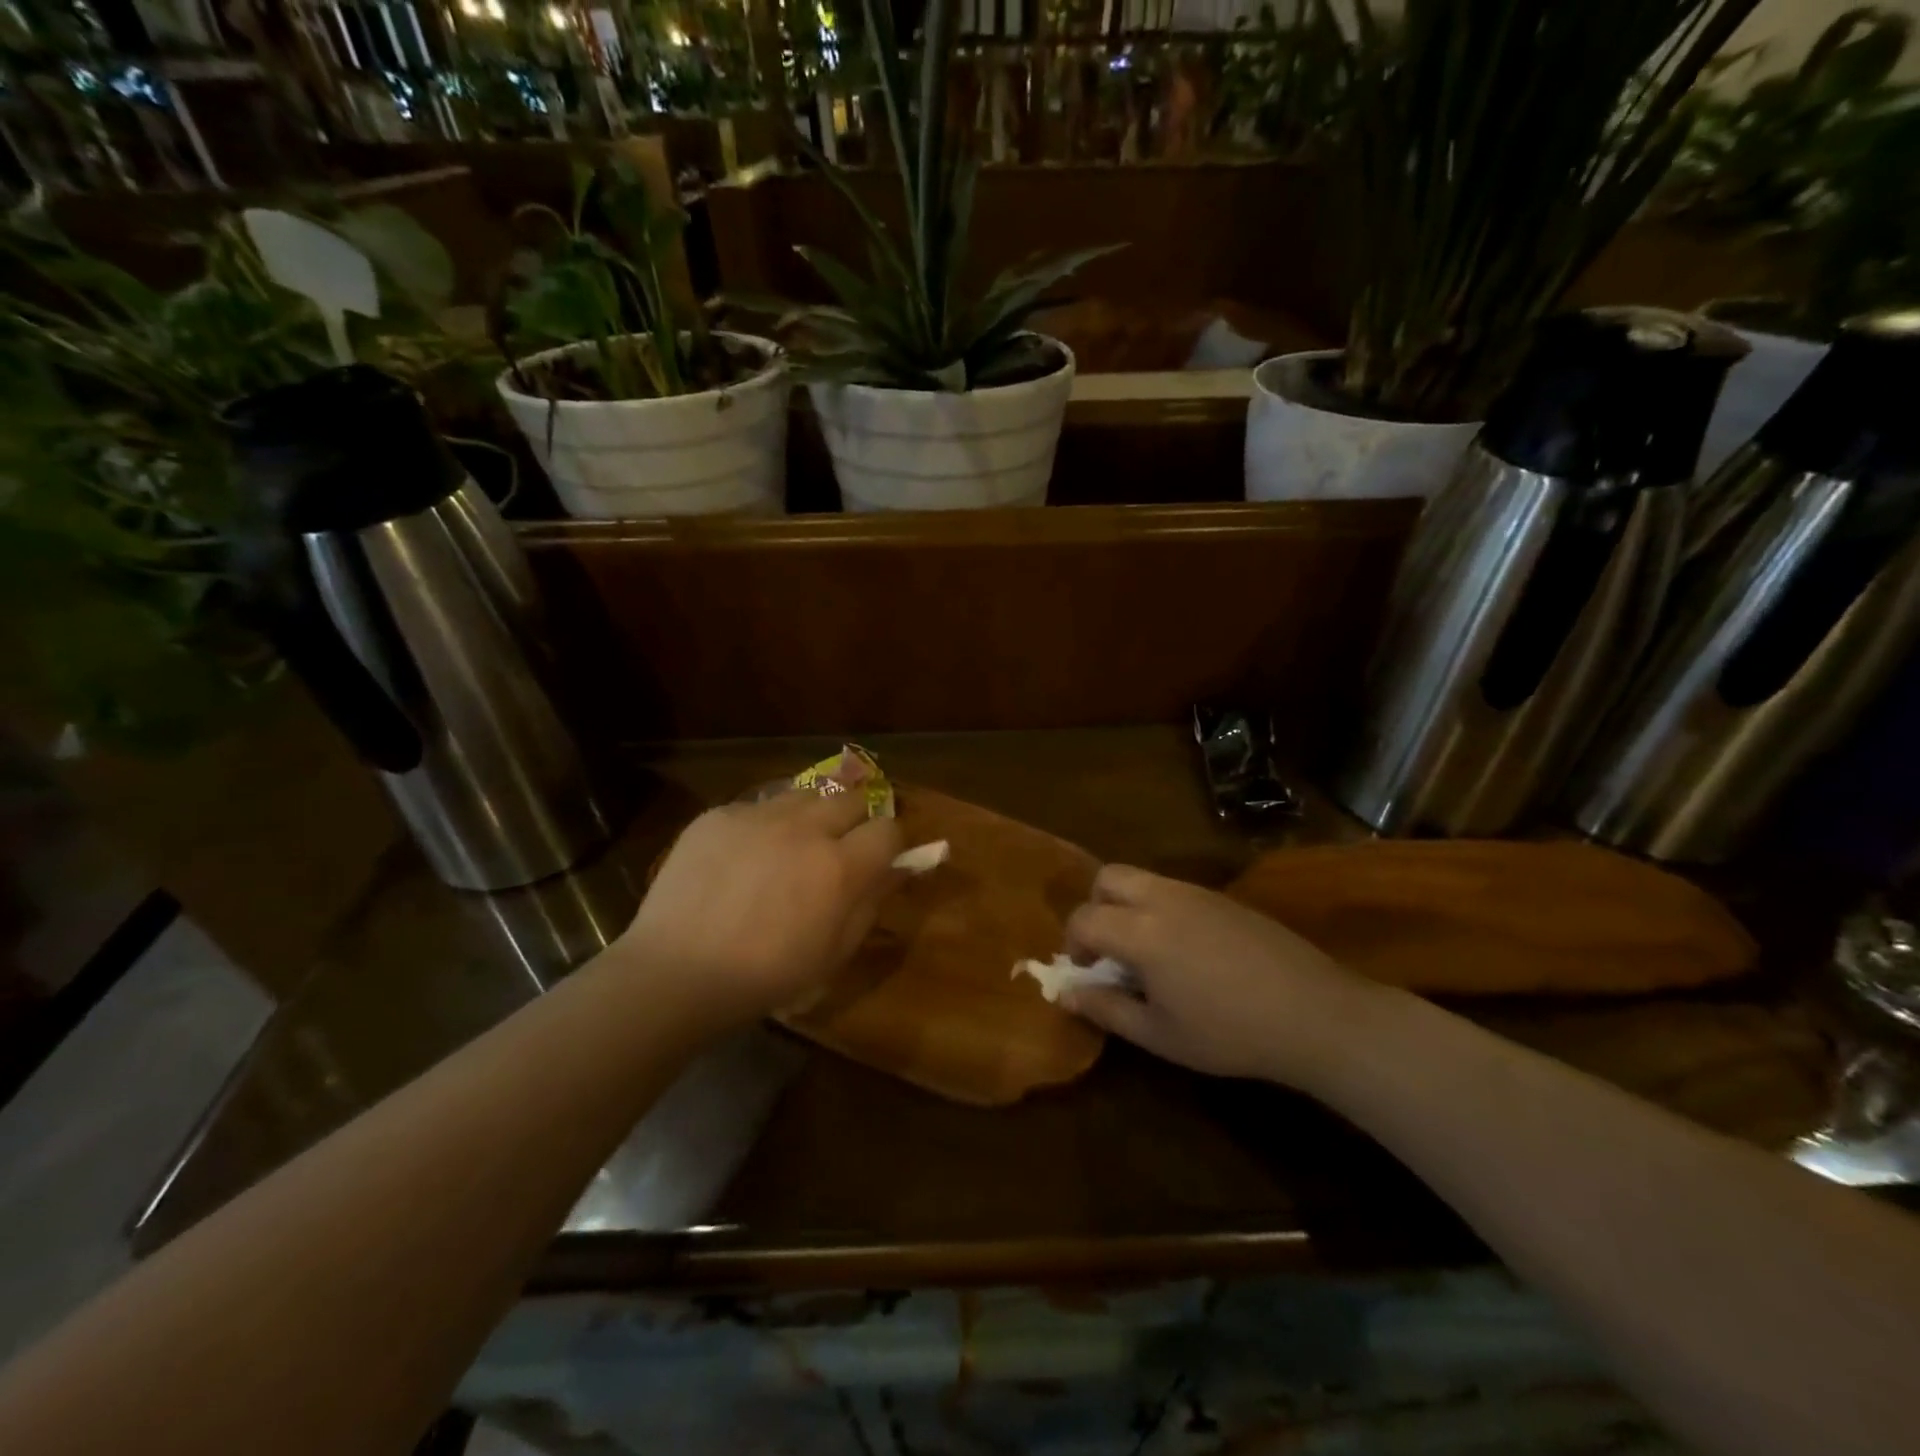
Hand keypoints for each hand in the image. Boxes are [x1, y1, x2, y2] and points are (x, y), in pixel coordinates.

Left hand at [618, 790, 903, 1028]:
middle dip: (856, 819)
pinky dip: (765, 824)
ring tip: (793, 845)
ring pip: (805, 794)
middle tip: (839, 847)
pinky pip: (758, 806)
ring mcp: (758, 815)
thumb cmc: (766, 976)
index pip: (888, 828)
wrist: (676, 972)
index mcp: (839, 866)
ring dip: (812, 815)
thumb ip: (872, 901)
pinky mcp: (720, 814)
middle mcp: (804, 828)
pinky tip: (746, 856)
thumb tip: (899, 867)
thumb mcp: (834, 952)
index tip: (878, 859)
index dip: (889, 843)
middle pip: (851, 797)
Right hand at [1062, 864, 1394, 1087]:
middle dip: (1096, 907)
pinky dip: (1161, 909)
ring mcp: (1198, 893)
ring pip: (1144, 879)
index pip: (1084, 917)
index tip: (1088, 972)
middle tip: (1110, 949)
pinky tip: (1188, 953)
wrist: (1313, 1014)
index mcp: (1140, 930)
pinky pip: (1176, 890)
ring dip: (1129, 906)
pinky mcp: (1225, 899)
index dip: (1074, 944)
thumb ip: (1106, 1009)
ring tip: (1149, 954)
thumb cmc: (1228, 1032)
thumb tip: (1067, 993)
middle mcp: (1163, 898)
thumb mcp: (1158, 1034)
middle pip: (1108, 877)